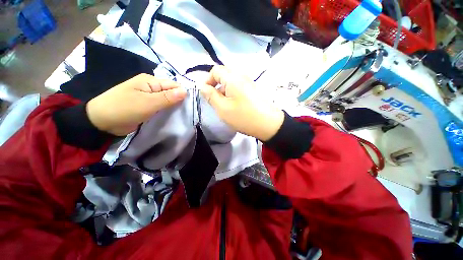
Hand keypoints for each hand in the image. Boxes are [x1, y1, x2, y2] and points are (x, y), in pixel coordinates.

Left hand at [86, 74, 186, 135]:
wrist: (101, 122)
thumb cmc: (124, 109)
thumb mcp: (148, 103)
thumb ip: (168, 97)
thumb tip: (186, 91)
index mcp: (150, 81)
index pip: (174, 85)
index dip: (183, 94)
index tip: (191, 105)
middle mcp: (151, 87)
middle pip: (171, 93)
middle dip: (179, 102)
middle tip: (189, 113)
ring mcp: (149, 97)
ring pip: (167, 101)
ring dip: (174, 108)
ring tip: (184, 116)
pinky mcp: (147, 106)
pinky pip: (161, 107)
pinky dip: (167, 112)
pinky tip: (174, 117)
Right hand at [200, 66, 283, 140]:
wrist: (269, 124)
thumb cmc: (244, 116)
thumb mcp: (223, 108)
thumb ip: (211, 96)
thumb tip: (203, 86)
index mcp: (233, 78)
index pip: (216, 70)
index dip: (208, 80)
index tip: (206, 94)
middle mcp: (242, 76)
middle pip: (224, 76)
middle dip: (216, 87)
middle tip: (215, 102)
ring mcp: (250, 83)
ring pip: (232, 83)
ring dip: (224, 92)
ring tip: (225, 106)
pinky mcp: (254, 90)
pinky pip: (239, 88)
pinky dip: (232, 94)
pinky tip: (235, 106)